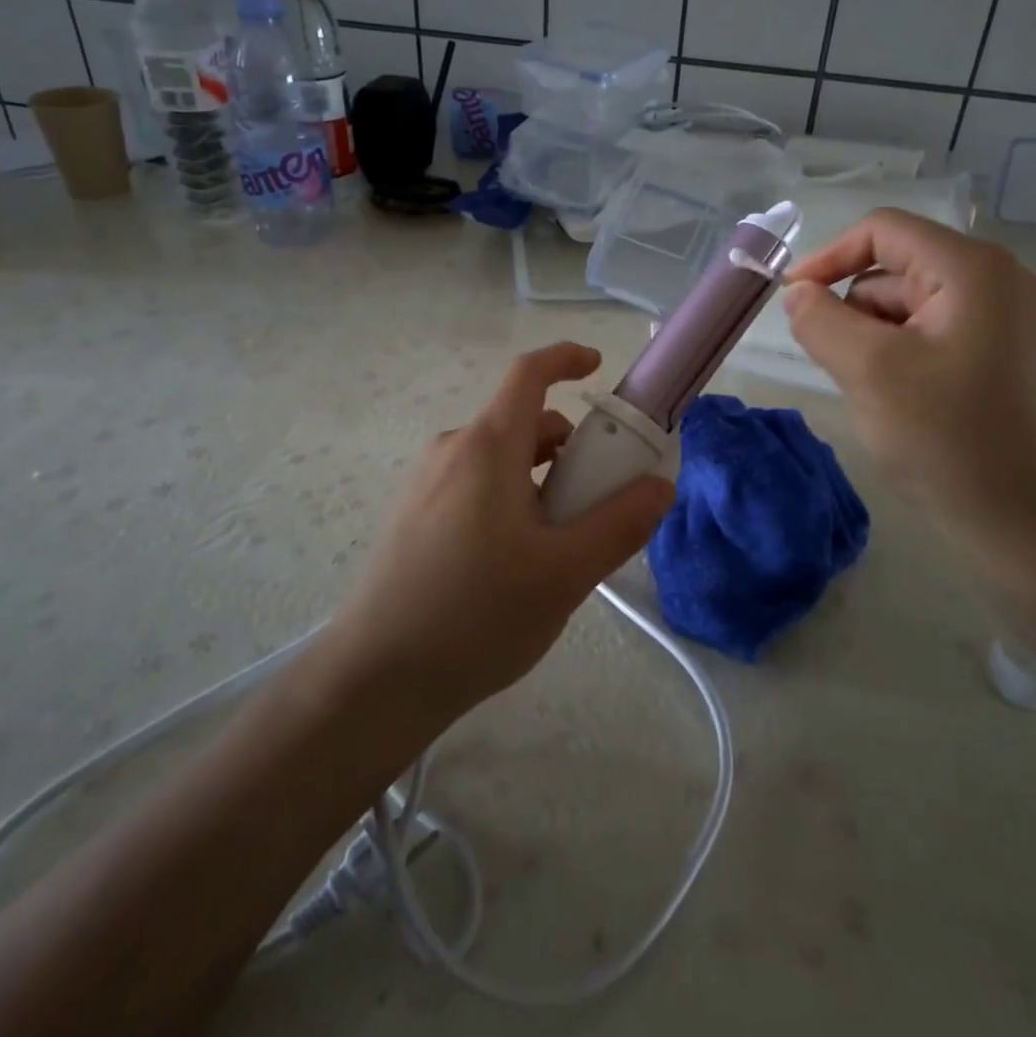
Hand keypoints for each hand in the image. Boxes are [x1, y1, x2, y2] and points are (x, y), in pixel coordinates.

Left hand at [328, 342, 674, 724]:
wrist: (376, 678)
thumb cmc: (476, 615)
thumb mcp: (565, 573)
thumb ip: (620, 524)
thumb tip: (659, 486)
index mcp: (487, 447)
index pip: (528, 373)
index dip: (566, 358)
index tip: (598, 368)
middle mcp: (452, 450)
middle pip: (522, 423)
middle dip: (568, 448)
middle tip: (596, 503)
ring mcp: (425, 483)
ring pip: (499, 460)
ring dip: (539, 480)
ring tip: (555, 547)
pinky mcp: (411, 515)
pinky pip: (473, 485)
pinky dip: (508, 499)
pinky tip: (511, 565)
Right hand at [781, 209, 1035, 546]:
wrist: (1022, 523)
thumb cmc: (945, 439)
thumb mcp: (867, 370)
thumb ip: (819, 319)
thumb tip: (798, 294)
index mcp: (971, 269)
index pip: (882, 231)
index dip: (828, 257)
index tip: (792, 300)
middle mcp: (995, 281)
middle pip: (895, 269)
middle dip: (852, 308)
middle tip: (832, 361)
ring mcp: (1002, 320)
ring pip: (907, 305)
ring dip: (872, 337)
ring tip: (867, 388)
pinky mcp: (999, 356)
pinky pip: (929, 334)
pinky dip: (896, 355)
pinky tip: (894, 399)